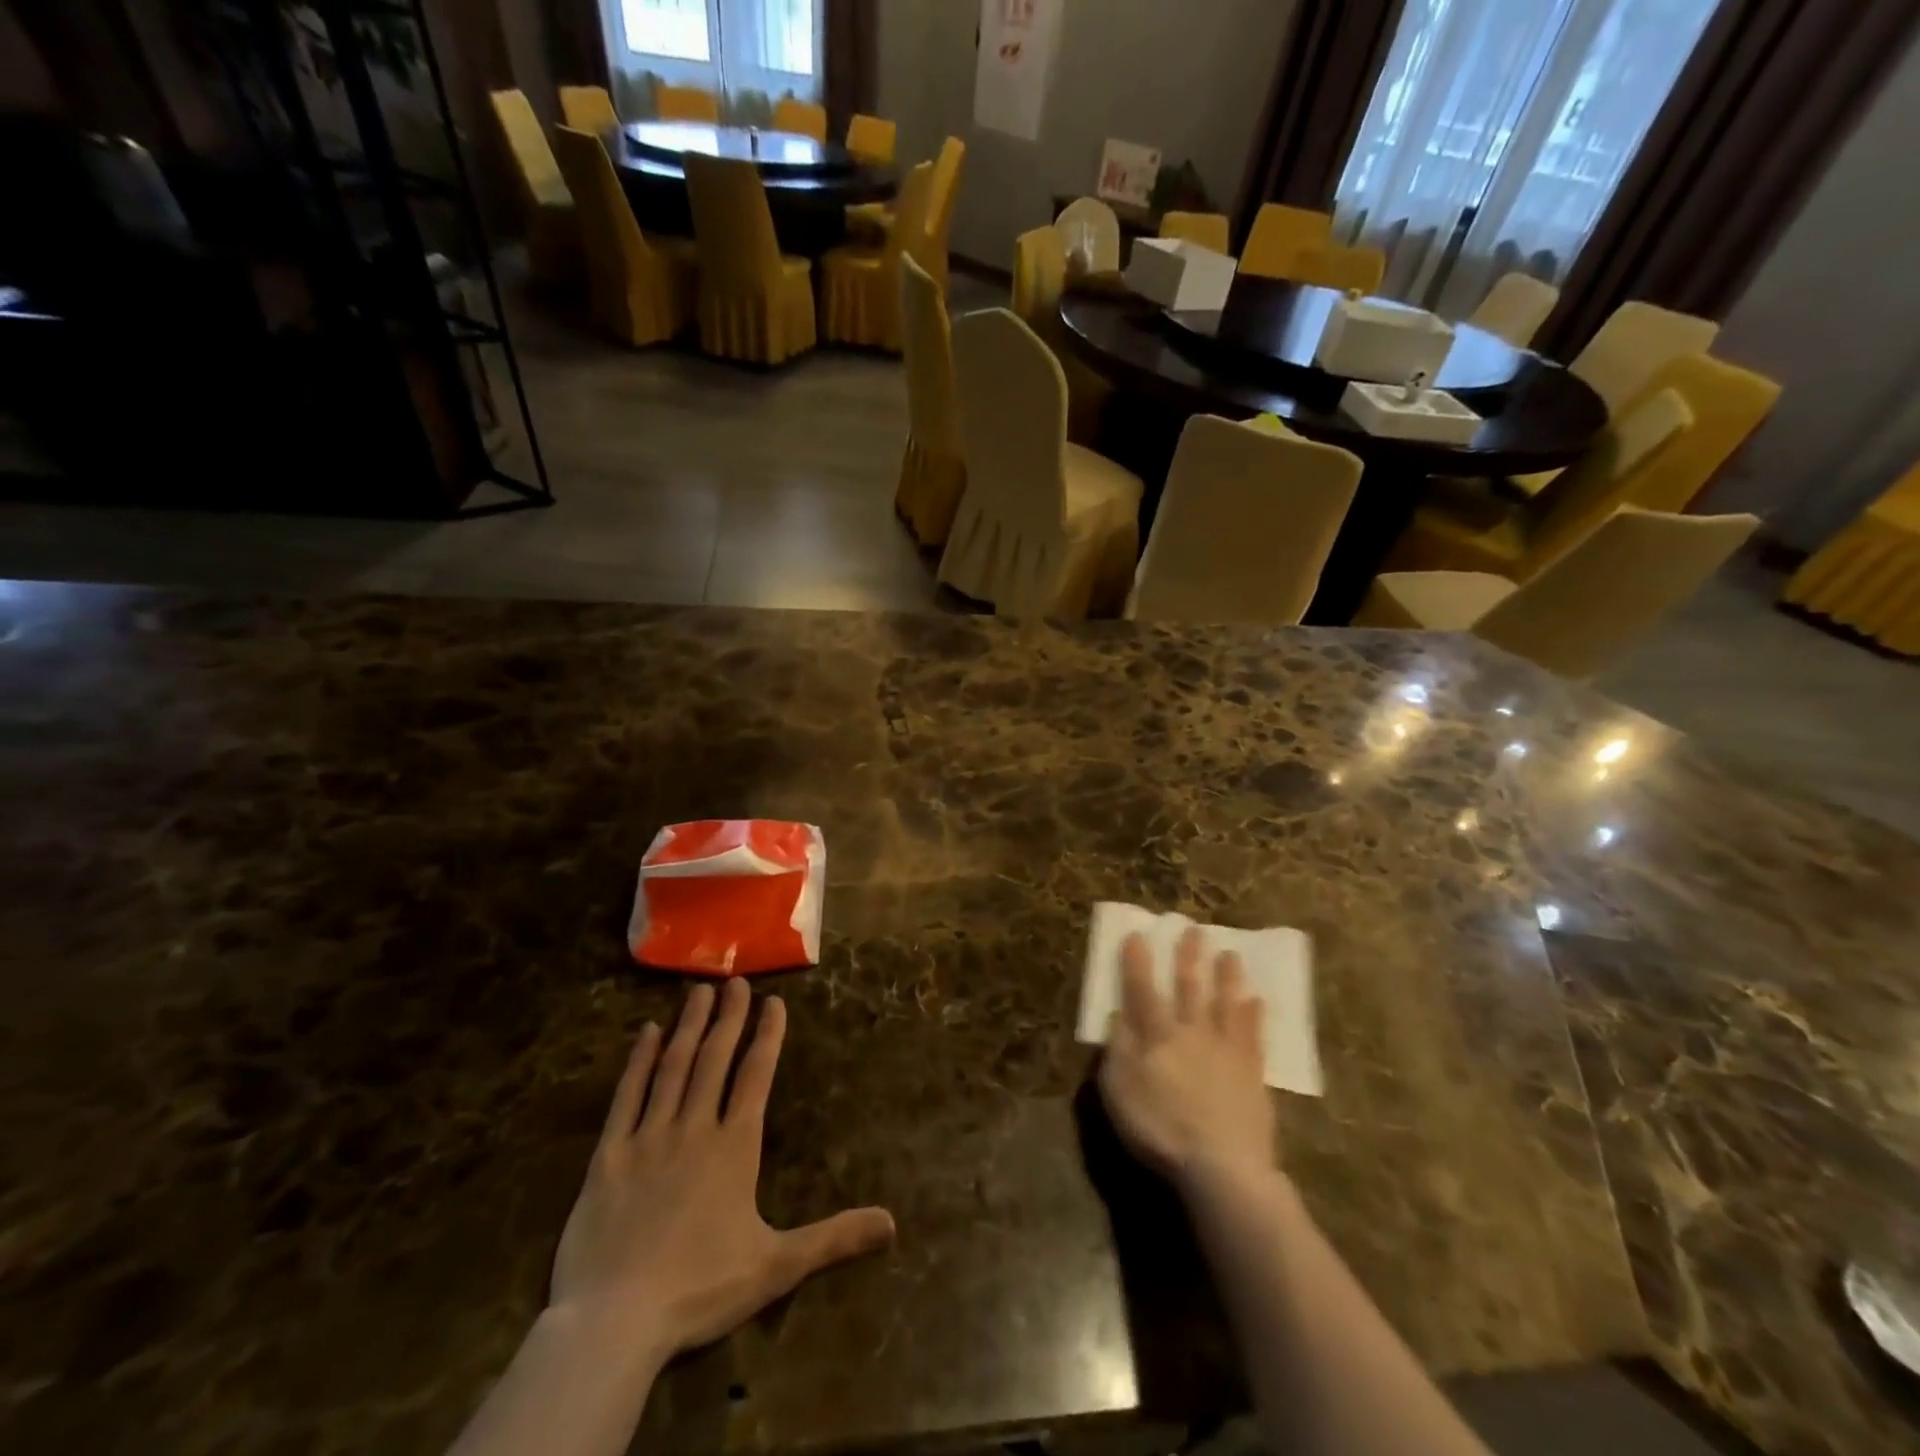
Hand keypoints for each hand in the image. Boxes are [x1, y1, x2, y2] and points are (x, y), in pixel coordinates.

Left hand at [551, 981, 894, 1358]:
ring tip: (699, 991)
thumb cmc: (700, 1290)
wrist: (614, 1322)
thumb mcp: (777, 1266)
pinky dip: (637, 1062)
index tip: (774, 1001)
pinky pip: (626, 1097)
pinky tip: (646, 1034)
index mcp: (734, 1147)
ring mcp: (648, 1137)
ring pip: (673, 1068)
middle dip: (728, 1017)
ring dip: (688, 1027)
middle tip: (735, 980)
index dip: (767, 1036)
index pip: (755, 1076)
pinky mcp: (608, 1156)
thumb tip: (892, 1223)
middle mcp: (694, 1129)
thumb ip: (834, 1238)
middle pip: (714, 1059)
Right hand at [1097, 927, 1276, 1187]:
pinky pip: (1253, 1036)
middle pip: (1189, 987)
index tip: (1137, 935)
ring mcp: (1225, 1050)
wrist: (1222, 1166)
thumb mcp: (1119, 1092)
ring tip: (1230, 953)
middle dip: (1188, 957)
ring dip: (1226, 977)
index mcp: (1157, 1036)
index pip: (1142, 990)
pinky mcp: (1252, 1072)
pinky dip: (1254, 1016)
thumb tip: (1117, 1014)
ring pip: (1225, 1003)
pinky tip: (1257, 1001)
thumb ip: (1117, 1050)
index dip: (1137, 962)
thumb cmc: (1160, 1129)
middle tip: (1194, 929)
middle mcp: (1192, 1032)